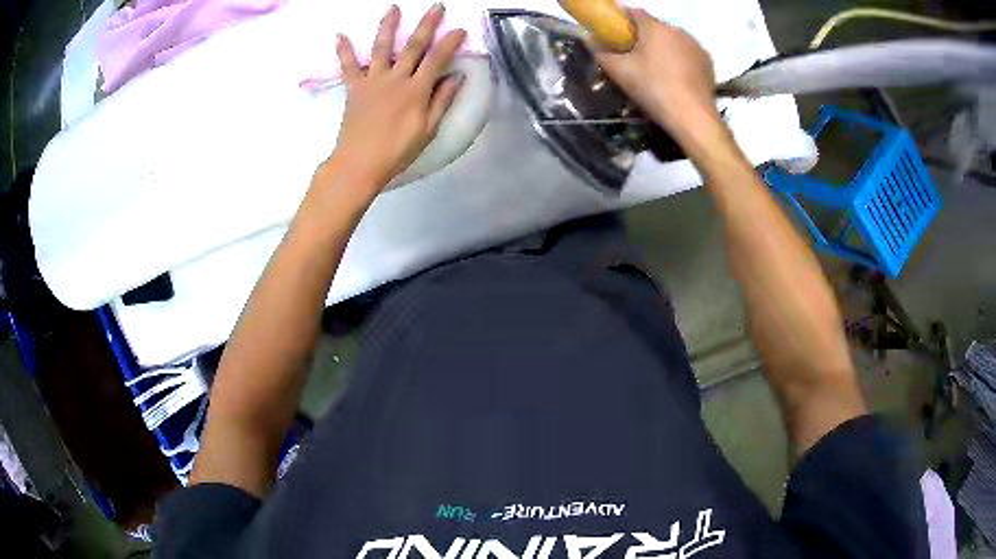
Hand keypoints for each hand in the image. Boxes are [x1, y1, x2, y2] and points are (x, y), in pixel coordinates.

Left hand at [327, 4, 465, 189]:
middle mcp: (395, 78)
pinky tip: (339, 35)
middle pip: (413, 46)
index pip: (437, 59)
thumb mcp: (428, 129)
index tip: (460, 29)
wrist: (359, 163)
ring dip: (388, 25)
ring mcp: (372, 81)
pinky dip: (344, 50)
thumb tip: (457, 77)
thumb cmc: (397, 151)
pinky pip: (348, 66)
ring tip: (393, 7)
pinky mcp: (354, 88)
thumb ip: (441, 101)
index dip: (450, 43)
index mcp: (416, 90)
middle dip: (427, 24)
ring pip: (382, 47)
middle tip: (436, 6)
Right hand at [595, 10, 718, 139]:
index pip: (634, 12)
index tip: (616, 34)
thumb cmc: (653, 89)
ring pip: (673, 40)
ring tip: (657, 70)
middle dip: (644, 37)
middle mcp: (677, 30)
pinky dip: (680, 60)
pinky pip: (687, 54)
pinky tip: (675, 78)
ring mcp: (695, 45)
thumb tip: (588, 39)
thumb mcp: (619, 72)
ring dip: (663, 48)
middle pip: (655, 27)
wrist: (692, 117)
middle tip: (634, 57)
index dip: (623, 20)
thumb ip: (601, 52)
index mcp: (654, 27)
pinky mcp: (707, 62)